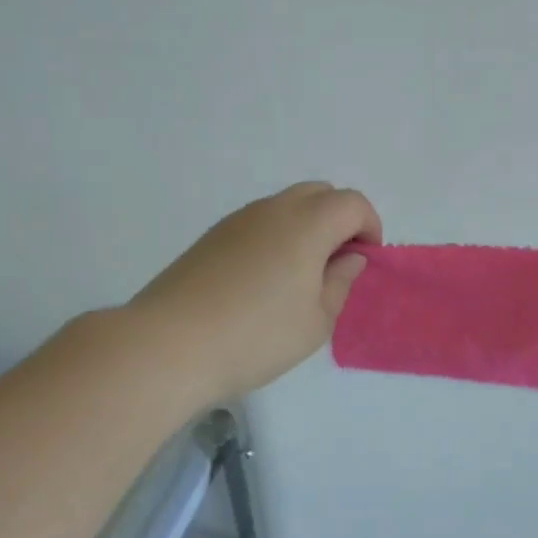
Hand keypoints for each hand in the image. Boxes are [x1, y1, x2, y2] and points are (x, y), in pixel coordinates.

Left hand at [131, 182, 381, 402]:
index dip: (369, 227)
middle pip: (320, 193)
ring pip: (286, 205)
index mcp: (307, 224)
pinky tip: (263, 281)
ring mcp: (238, 220)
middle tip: (336, 264)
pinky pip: (258, 222)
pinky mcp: (212, 236)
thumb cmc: (256, 336)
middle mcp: (273, 209)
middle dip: (339, 220)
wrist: (168, 344)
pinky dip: (276, 237)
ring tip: (299, 276)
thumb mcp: (316, 321)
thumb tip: (349, 257)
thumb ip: (340, 283)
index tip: (364, 262)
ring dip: (306, 227)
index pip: (352, 203)